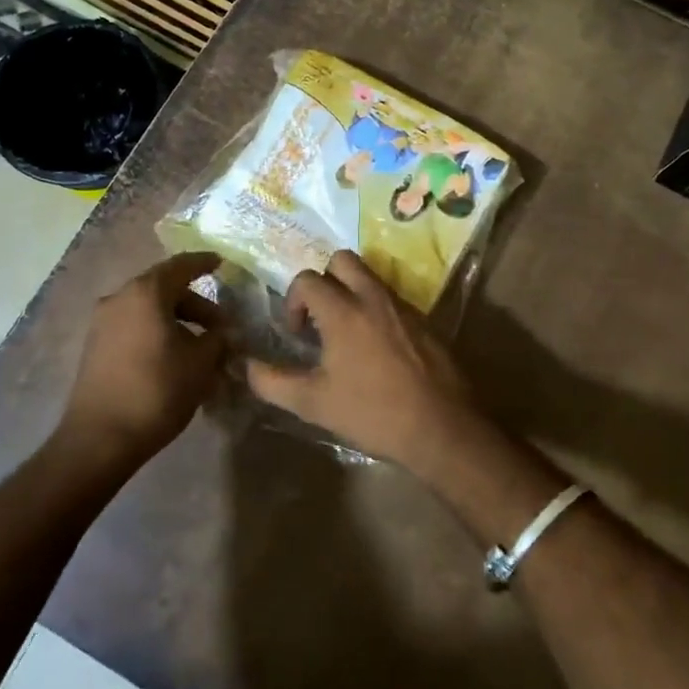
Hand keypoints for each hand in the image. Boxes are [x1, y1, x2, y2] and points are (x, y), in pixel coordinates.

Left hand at [62, 252, 225, 467]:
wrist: (100, 438)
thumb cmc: (157, 391)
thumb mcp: (200, 364)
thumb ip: (218, 339)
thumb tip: (225, 332)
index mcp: (145, 293)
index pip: (181, 265)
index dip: (204, 263)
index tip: (222, 264)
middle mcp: (119, 298)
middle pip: (163, 288)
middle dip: (195, 303)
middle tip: (219, 325)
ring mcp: (102, 322)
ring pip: (147, 309)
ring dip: (175, 320)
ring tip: (199, 347)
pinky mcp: (95, 346)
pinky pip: (133, 326)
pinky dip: (156, 332)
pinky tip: (173, 357)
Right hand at [246, 251, 474, 472]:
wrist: (441, 428)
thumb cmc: (373, 413)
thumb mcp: (313, 404)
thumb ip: (273, 382)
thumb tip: (246, 366)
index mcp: (344, 311)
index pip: (307, 279)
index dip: (293, 301)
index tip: (297, 334)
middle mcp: (373, 297)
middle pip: (342, 260)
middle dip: (324, 279)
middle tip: (321, 316)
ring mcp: (403, 306)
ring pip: (370, 276)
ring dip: (351, 291)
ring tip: (347, 332)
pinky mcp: (425, 321)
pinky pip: (392, 298)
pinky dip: (376, 309)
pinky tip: (377, 348)